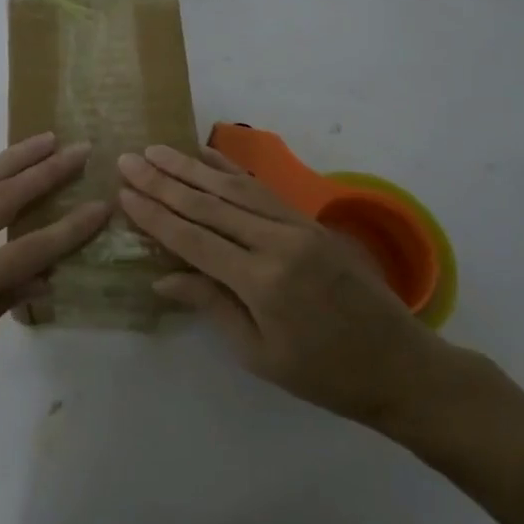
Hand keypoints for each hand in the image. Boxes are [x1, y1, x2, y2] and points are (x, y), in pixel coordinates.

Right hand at [117, 144, 450, 432]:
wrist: (399, 363)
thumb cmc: (323, 374)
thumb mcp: (259, 354)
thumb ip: (211, 306)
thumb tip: (161, 278)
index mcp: (262, 282)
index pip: (194, 240)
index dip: (155, 216)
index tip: (124, 192)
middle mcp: (277, 242)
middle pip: (209, 205)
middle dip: (164, 181)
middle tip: (128, 159)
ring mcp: (297, 226)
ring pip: (233, 189)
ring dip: (191, 168)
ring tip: (157, 150)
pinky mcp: (309, 221)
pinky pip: (262, 189)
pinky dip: (231, 171)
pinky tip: (208, 156)